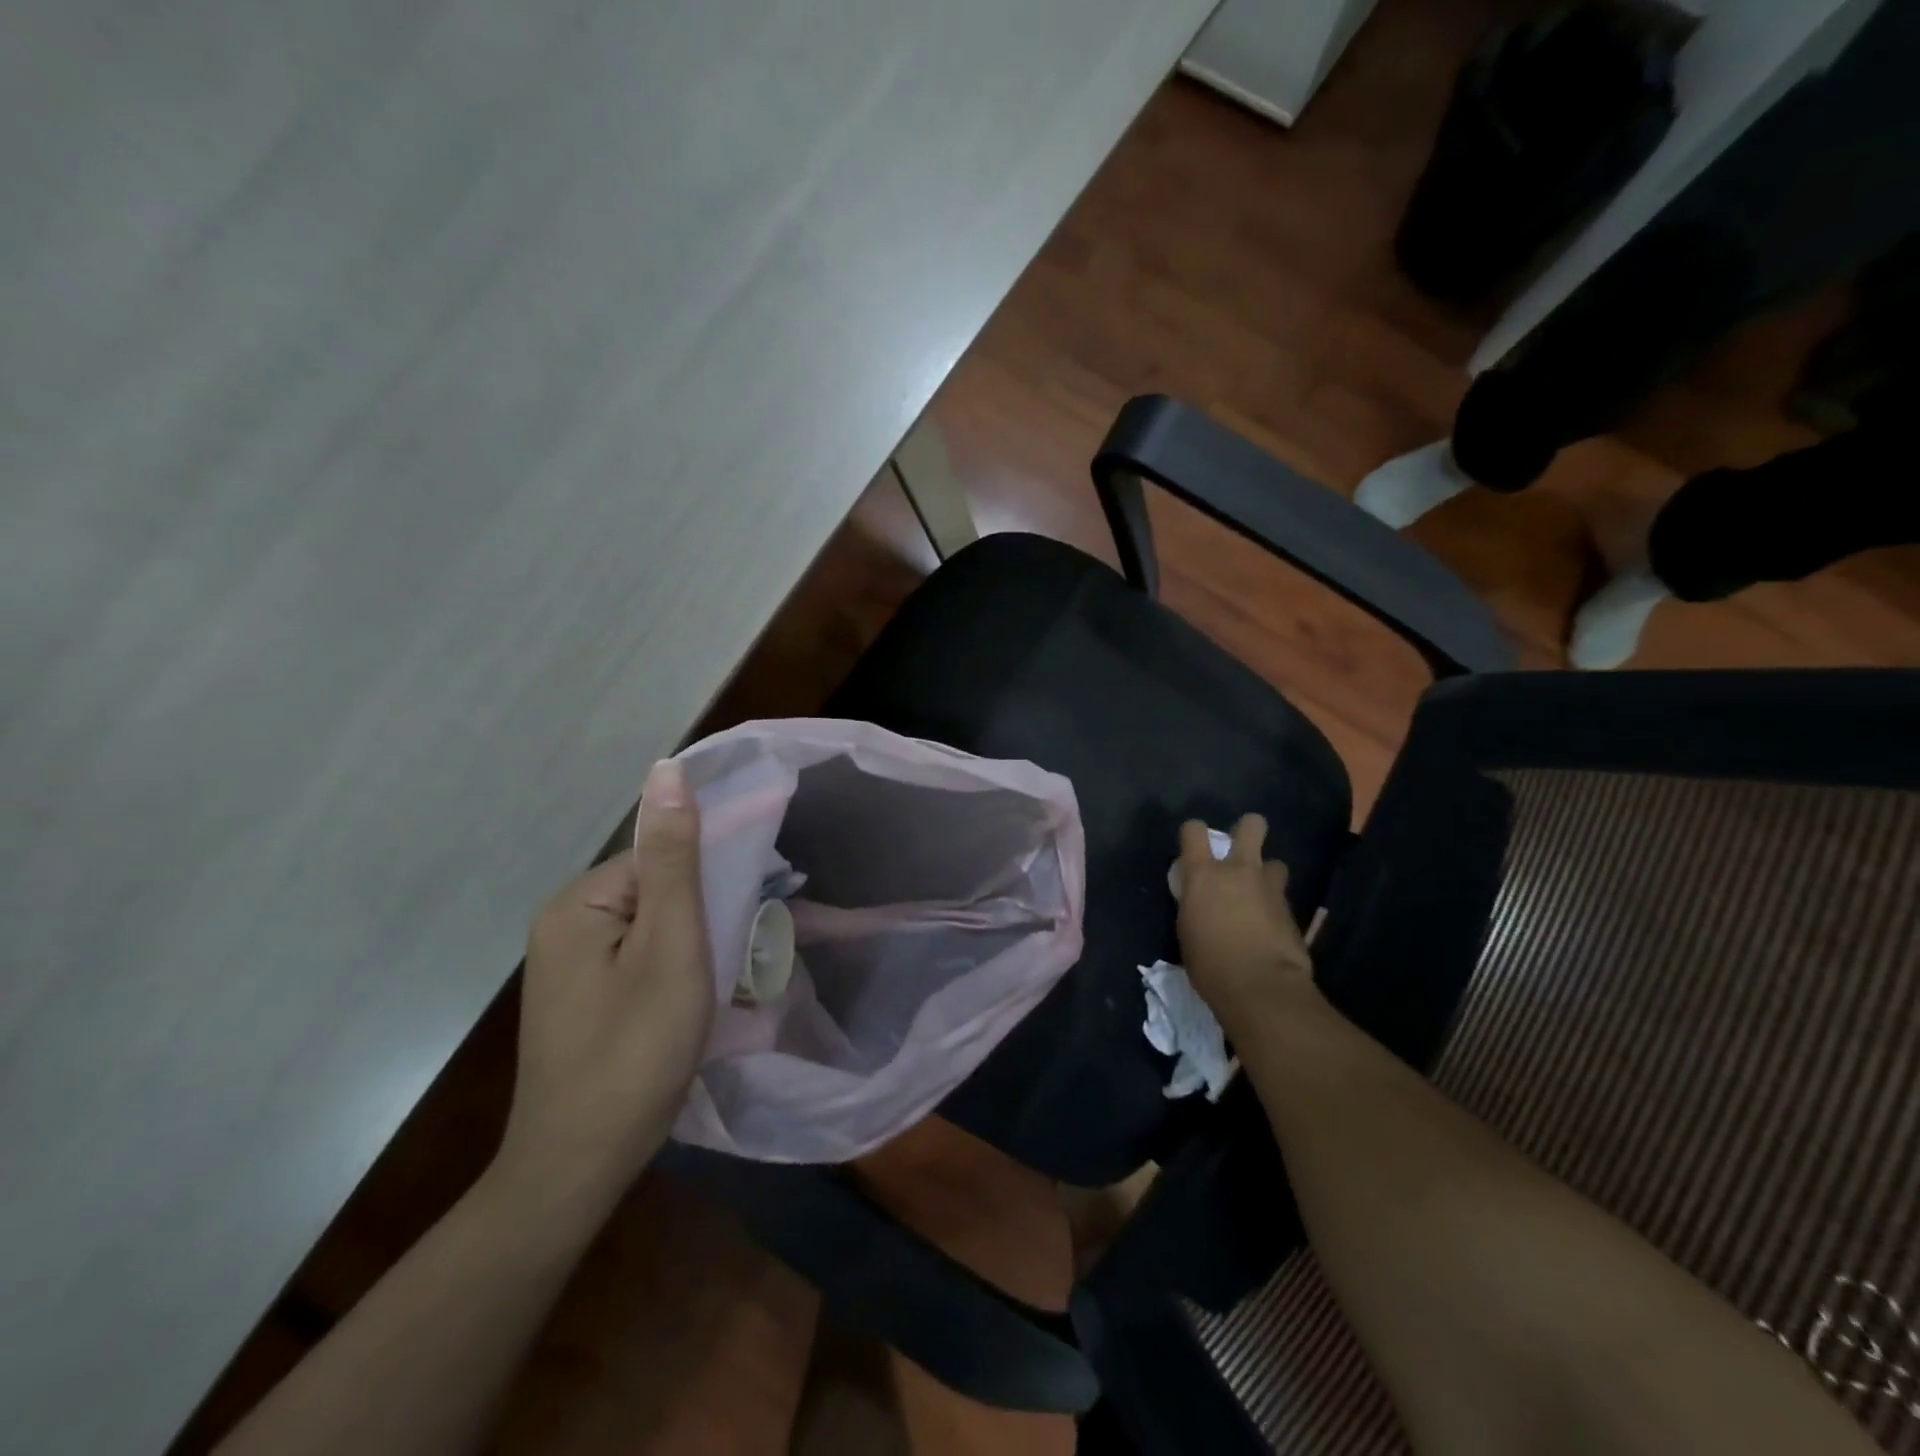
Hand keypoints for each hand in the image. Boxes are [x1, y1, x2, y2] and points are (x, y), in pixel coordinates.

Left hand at [495, 760, 714, 1213]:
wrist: (579, 1166)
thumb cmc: (636, 1050)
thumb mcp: (671, 946)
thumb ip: (674, 858)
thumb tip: (666, 769)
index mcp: (579, 903)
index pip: (661, 856)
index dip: (710, 875)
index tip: (751, 902)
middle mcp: (565, 923)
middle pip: (656, 888)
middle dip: (704, 910)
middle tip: (739, 949)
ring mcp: (569, 963)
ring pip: (652, 925)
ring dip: (694, 940)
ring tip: (723, 978)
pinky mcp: (582, 995)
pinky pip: (639, 956)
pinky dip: (674, 966)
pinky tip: (695, 997)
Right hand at [1176, 814, 1314, 1024]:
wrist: (1261, 987)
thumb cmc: (1209, 963)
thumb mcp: (1187, 929)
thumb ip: (1195, 904)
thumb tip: (1201, 900)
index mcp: (1203, 874)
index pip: (1194, 830)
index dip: (1193, 833)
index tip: (1193, 847)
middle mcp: (1238, 870)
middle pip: (1251, 825)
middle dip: (1247, 830)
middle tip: (1239, 850)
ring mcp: (1269, 887)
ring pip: (1274, 862)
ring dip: (1266, 873)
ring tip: (1259, 894)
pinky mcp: (1292, 909)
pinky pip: (1281, 896)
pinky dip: (1274, 905)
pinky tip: (1269, 925)